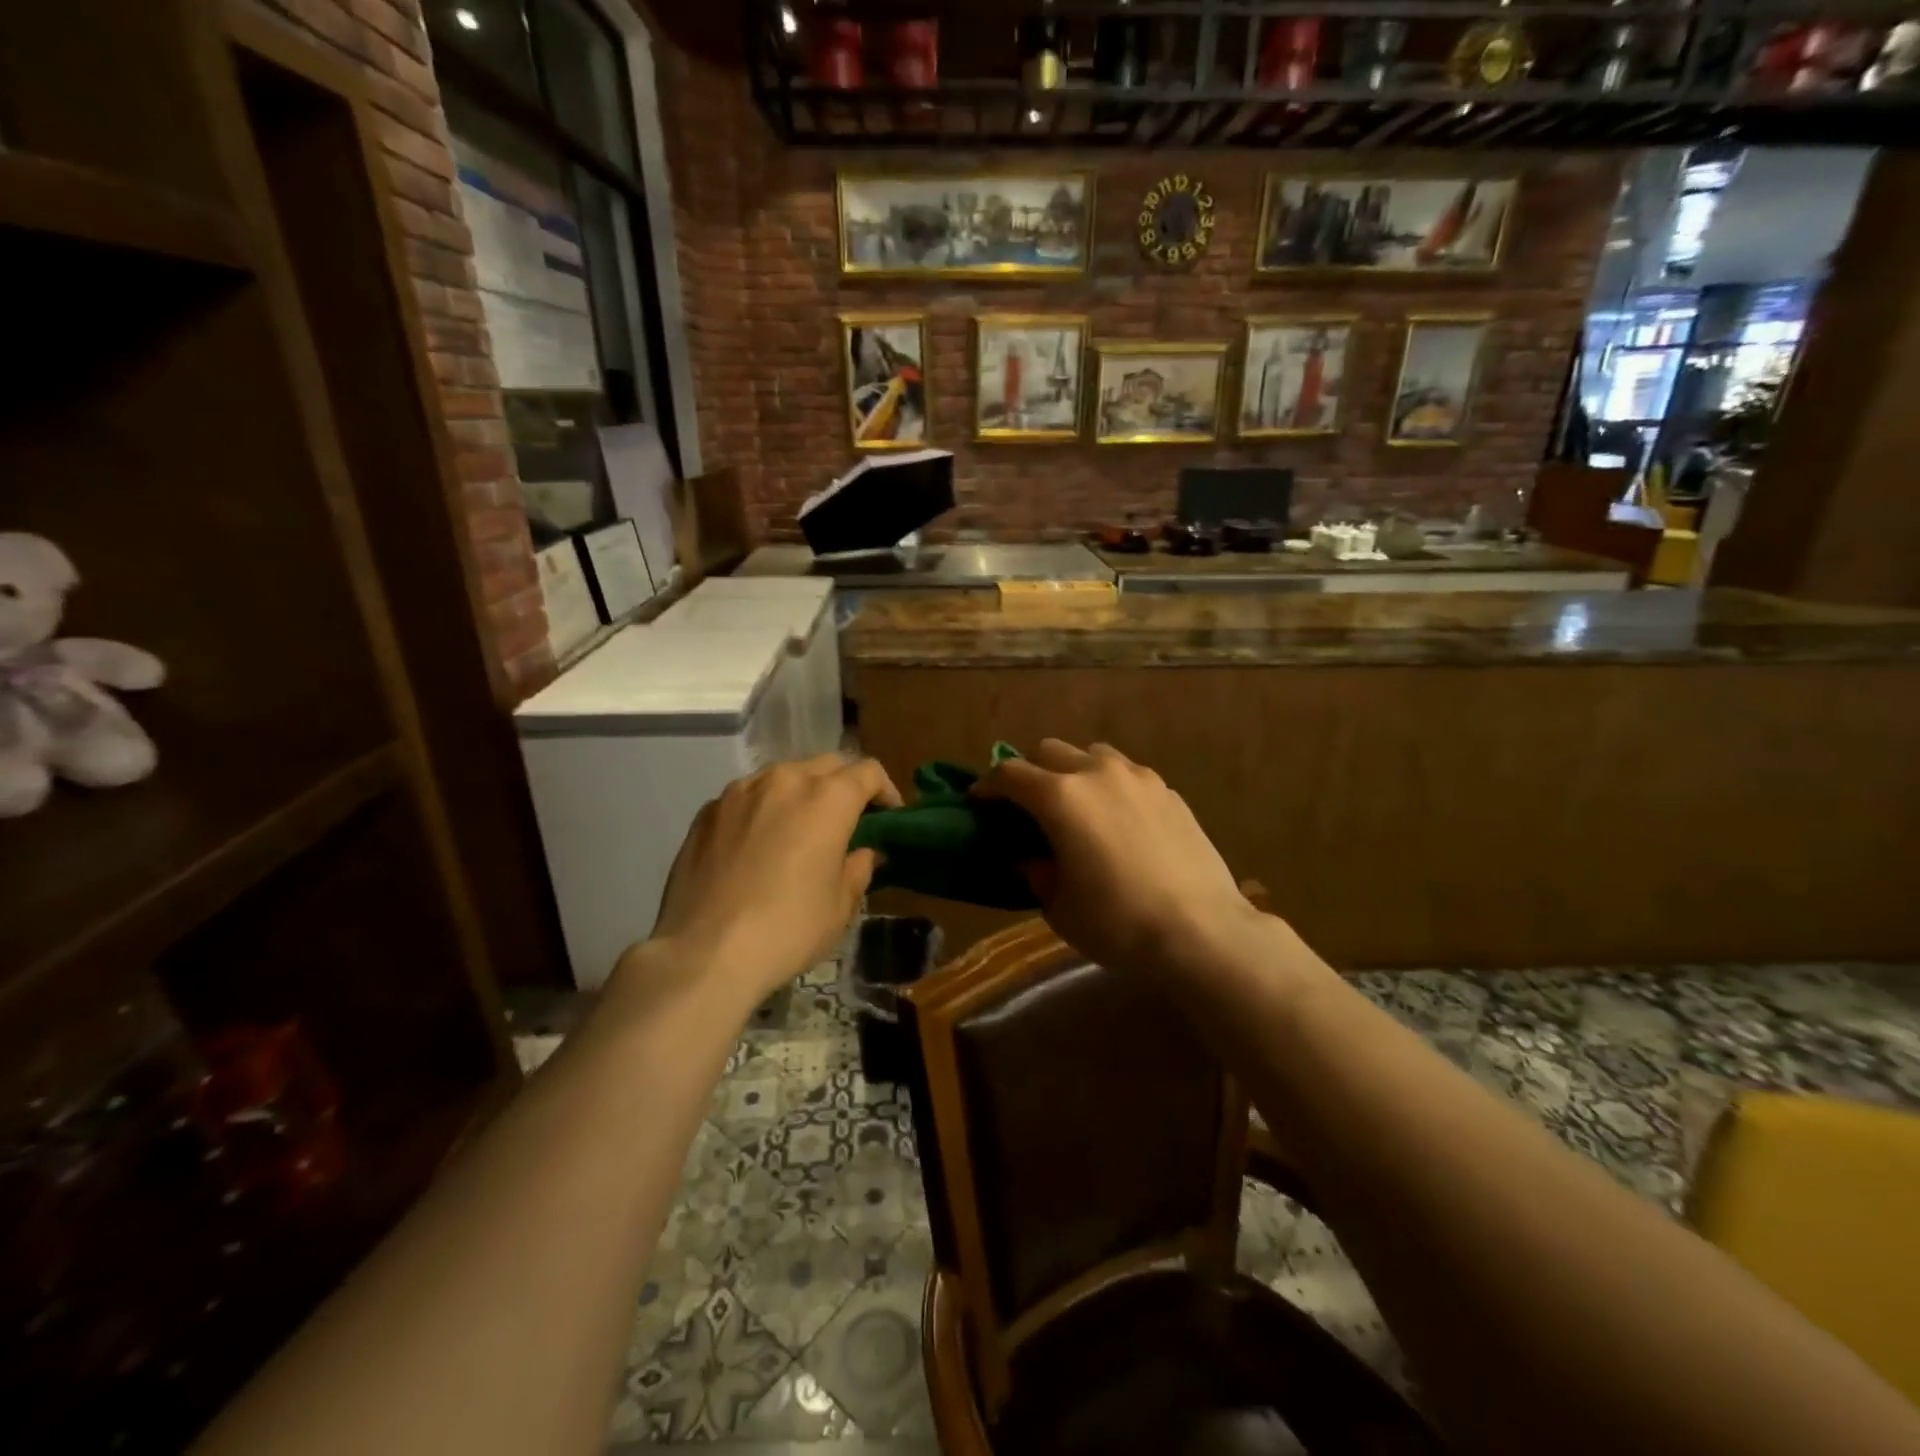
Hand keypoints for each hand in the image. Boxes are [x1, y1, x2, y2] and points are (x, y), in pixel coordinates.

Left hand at [644, 755, 901, 1004]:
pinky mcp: (707, 810)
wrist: (705, 952)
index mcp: (827, 798)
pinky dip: (764, 808)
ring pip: (784, 776)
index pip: (868, 772)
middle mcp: (784, 780)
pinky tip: (758, 844)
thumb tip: (862, 852)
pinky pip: (748, 797)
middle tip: (849, 819)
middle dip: (844, 785)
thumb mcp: (840, 906)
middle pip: (827, 764)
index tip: (889, 815)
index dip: (886, 790)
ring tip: (801, 828)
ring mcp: (740, 791)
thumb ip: (858, 868)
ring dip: (802, 793)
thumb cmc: (788, 929)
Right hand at [973, 739, 1257, 974]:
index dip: (988, 786)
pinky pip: (1128, 775)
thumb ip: (1036, 871)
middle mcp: (1097, 773)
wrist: (1201, 932)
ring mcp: (1139, 778)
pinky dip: (1111, 787)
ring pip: (1093, 755)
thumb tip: (1030, 856)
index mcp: (1060, 797)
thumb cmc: (1117, 924)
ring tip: (1078, 808)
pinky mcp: (1169, 792)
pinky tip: (1119, 822)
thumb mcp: (1059, 906)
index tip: (979, 801)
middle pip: (1050, 751)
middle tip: (1029, 807)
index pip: (1010, 774)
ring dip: (1074, 772)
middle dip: (1031, 773)